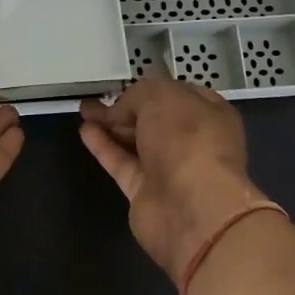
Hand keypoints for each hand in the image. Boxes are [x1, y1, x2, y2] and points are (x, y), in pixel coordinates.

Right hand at [79, 72, 272, 287]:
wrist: (193, 210)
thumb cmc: (188, 141)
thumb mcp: (162, 97)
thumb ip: (138, 94)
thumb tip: (121, 110)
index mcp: (210, 114)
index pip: (178, 94)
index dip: (151, 89)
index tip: (125, 85)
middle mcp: (193, 141)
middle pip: (154, 120)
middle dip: (126, 108)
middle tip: (98, 99)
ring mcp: (170, 169)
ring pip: (136, 142)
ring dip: (111, 126)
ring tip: (84, 111)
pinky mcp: (146, 192)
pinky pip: (122, 163)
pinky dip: (104, 147)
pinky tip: (86, 131)